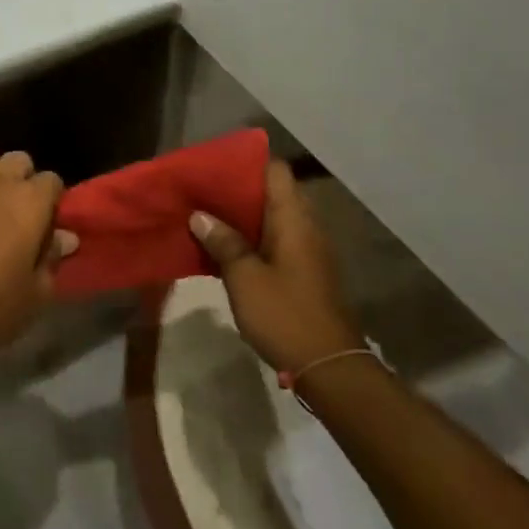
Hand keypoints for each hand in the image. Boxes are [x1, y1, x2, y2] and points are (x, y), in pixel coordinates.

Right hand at [188, 160, 359, 373]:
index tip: (216, 165)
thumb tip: (200, 215)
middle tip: (203, 191)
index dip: (247, 161)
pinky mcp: (305, 272)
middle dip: (238, 189)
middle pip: (272, 192)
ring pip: (272, 218)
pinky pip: (276, 240)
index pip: (275, 169)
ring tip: (207, 216)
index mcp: (293, 218)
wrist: (328, 367)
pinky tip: (225, 249)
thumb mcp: (244, 277)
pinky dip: (252, 238)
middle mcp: (305, 226)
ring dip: (243, 216)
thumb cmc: (284, 314)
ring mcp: (308, 250)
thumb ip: (223, 242)